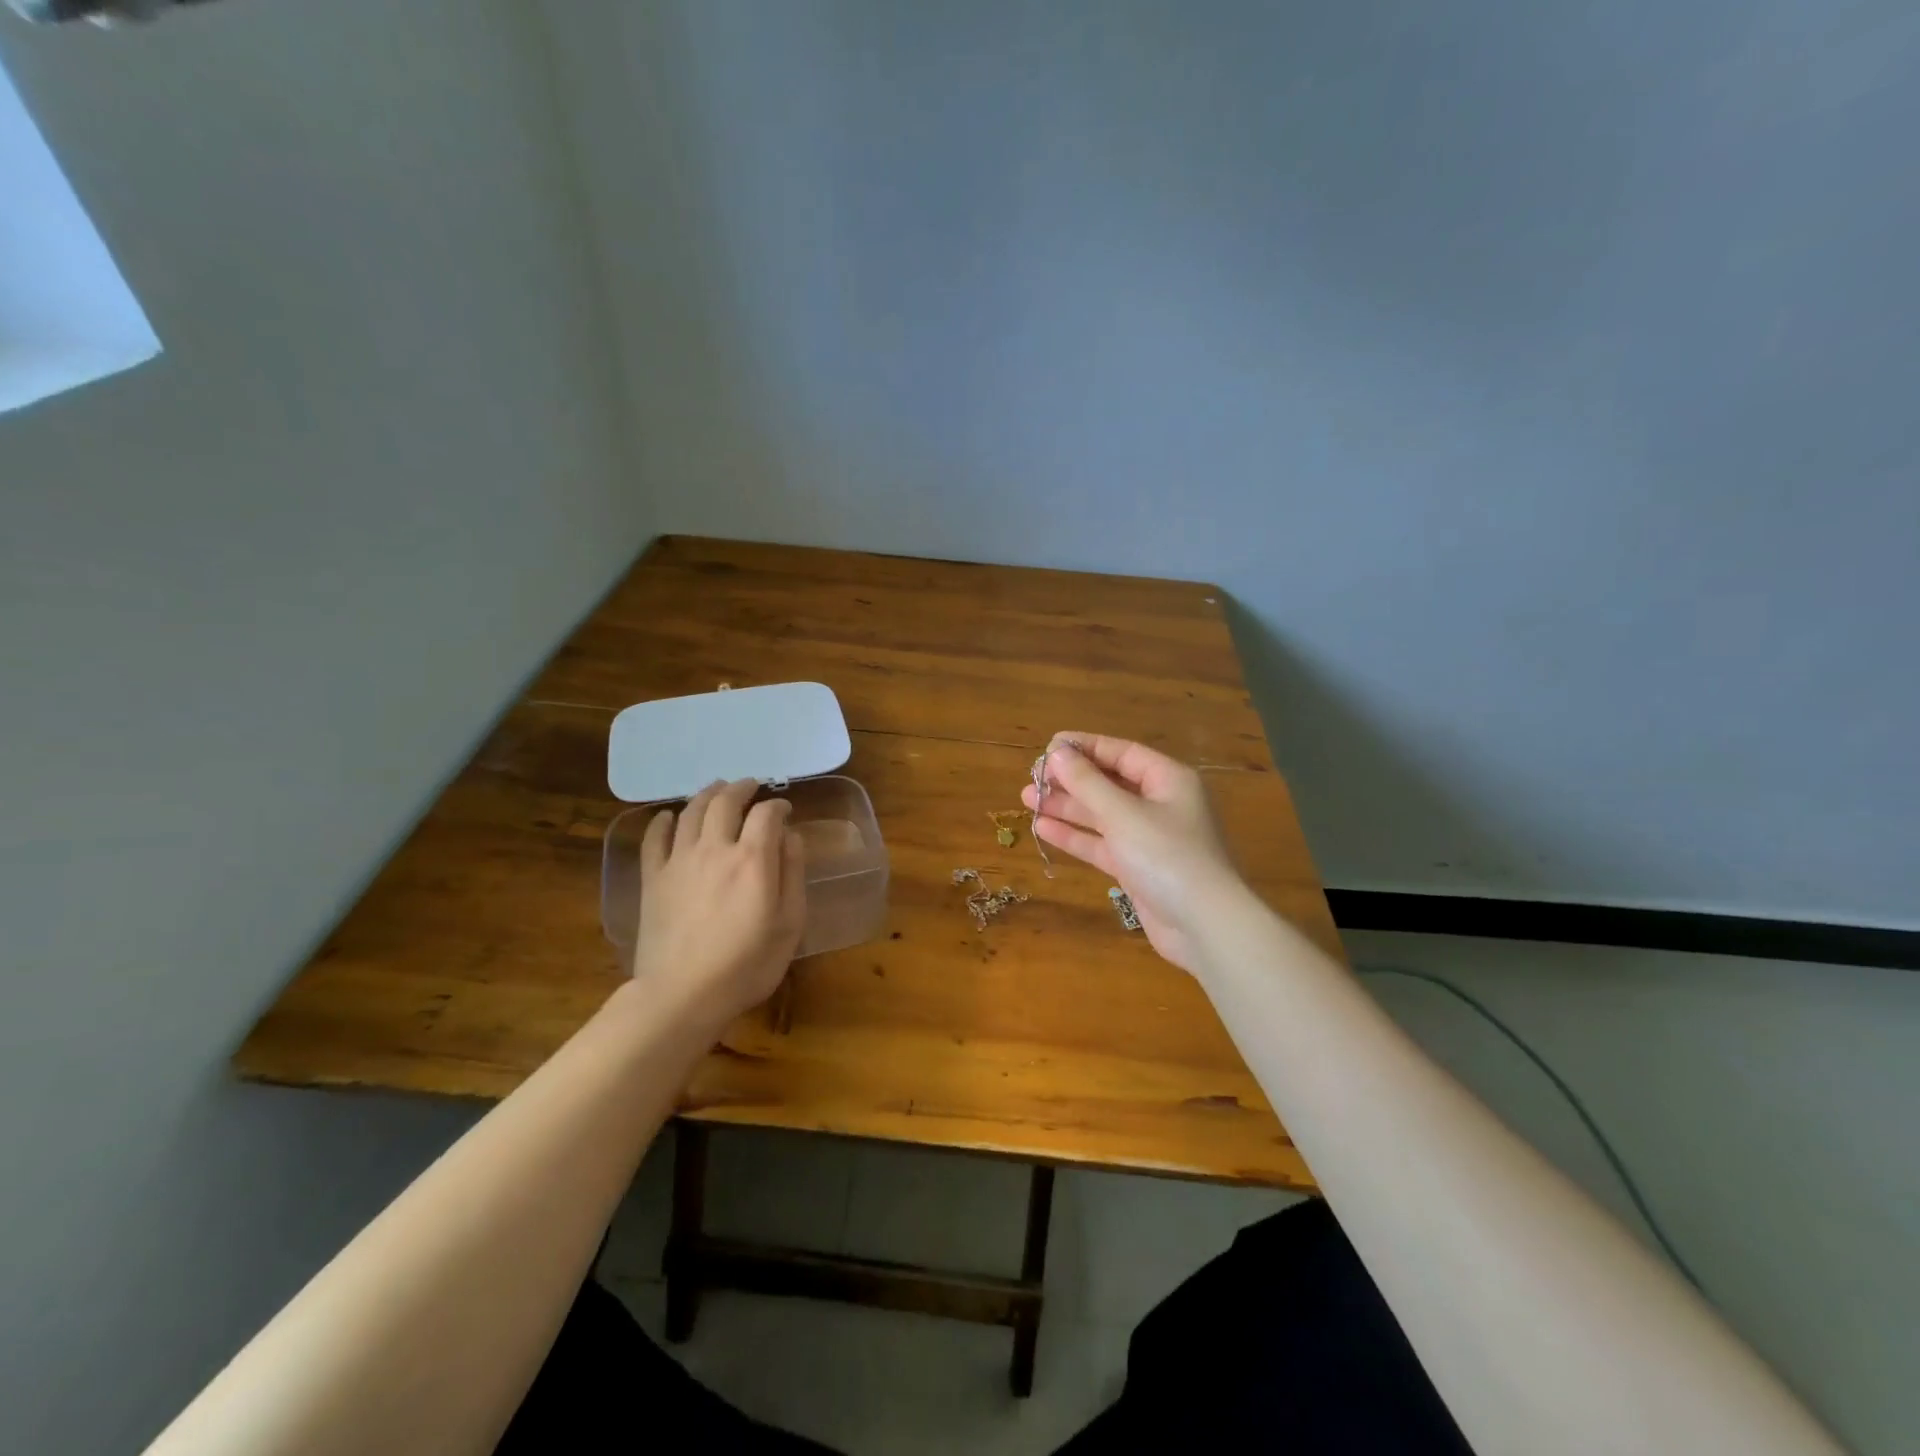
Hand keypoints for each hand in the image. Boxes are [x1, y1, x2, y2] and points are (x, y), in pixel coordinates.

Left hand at [634, 778, 806, 1029]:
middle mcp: (715, 849)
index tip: (785, 809)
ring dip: (707, 794)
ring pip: (691, 812)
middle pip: (726, 801)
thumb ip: (792, 874)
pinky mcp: (653, 879)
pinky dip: (663, 821)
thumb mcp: (789, 924)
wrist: (682, 996)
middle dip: (742, 788)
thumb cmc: (747, 965)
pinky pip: (655, 839)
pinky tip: (668, 817)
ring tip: (717, 789)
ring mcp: (679, 861)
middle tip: (751, 786)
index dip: (778, 805)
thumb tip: (791, 836)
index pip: (766, 813)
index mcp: (753, 859)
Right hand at [1021, 733, 1246, 973]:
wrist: (1204, 925)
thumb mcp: (1122, 813)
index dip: (1085, 747)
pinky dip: (1076, 836)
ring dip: (1067, 807)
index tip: (1048, 747)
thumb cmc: (1166, 856)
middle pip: (1110, 783)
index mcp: (1168, 779)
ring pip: (1102, 814)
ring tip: (1028, 799)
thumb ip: (1087, 782)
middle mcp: (1160, 803)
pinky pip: (1102, 843)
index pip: (1121, 752)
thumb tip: (1057, 752)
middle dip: (1071, 780)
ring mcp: (1149, 838)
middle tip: (1032, 778)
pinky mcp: (1138, 868)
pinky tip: (1044, 828)